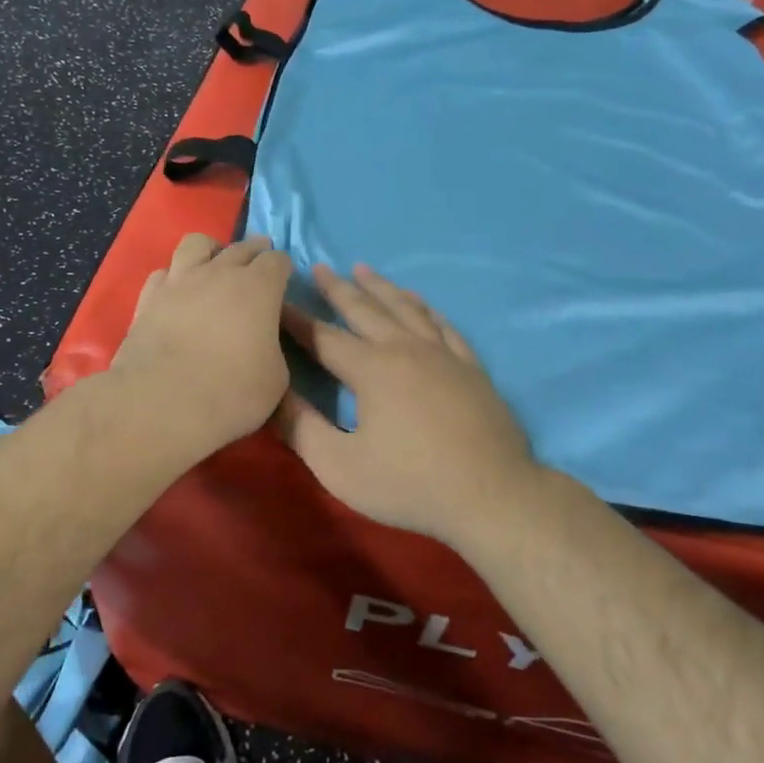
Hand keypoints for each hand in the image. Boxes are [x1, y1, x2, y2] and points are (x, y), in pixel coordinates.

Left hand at [110, 233, 293, 462]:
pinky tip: (178, 293)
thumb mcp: (276, 378)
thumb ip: (272, 347)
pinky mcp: (148, 298)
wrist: (163, 403)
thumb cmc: (232, 392)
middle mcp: (219, 273)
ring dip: (211, 250)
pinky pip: (164, 273)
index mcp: (259, 288)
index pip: (277, 261)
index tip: (284, 281)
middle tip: (258, 263)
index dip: (283, 269)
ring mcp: (180, 281)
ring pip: (197, 244)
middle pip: (241, 247)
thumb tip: (262, 342)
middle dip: (254, 252)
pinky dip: (175, 278)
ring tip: (214, 264)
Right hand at [277, 264, 541, 546]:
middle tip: (319, 267)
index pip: (323, 336)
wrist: (491, 495)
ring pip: (406, 308)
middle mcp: (405, 349)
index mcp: (371, 369)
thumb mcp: (339, 466)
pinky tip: (419, 302)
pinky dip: (425, 308)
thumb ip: (301, 428)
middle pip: (365, 310)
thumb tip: (273, 393)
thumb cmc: (409, 484)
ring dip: (381, 288)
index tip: (275, 301)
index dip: (296, 319)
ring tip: (363, 270)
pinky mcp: (470, 367)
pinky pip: (443, 325)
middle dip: (338, 289)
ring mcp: (443, 355)